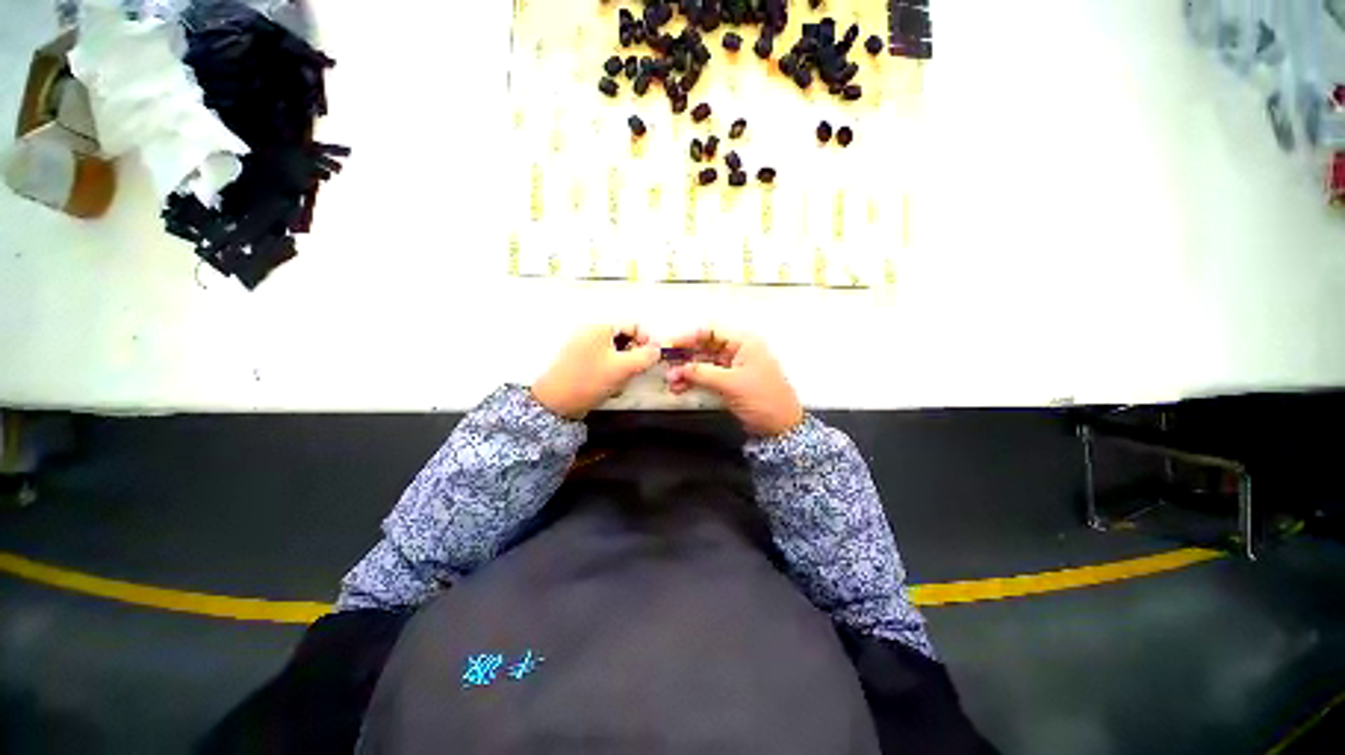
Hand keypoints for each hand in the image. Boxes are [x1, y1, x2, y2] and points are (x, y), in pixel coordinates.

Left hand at [532, 325, 660, 419]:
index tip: (652, 358)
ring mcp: (583, 347)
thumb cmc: (589, 380)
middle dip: (633, 357)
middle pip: (625, 339)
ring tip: (619, 383)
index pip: (634, 325)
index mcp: (600, 327)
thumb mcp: (623, 368)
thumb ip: (646, 356)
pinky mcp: (579, 362)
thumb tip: (659, 348)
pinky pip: (604, 362)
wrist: (555, 403)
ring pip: (615, 353)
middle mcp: (591, 332)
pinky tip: (608, 387)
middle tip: (634, 373)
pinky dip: (611, 373)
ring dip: (623, 368)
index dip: (647, 340)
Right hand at [664, 329, 803, 436]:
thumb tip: (679, 368)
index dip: (688, 337)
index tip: (669, 345)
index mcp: (743, 343)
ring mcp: (733, 368)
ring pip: (703, 363)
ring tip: (671, 381)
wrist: (781, 427)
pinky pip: (707, 377)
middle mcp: (737, 351)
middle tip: (666, 365)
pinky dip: (694, 381)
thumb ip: (703, 373)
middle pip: (705, 347)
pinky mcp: (730, 383)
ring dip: (687, 371)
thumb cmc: (762, 399)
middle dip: (685, 357)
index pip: (710, 332)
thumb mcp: (731, 384)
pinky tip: (680, 388)